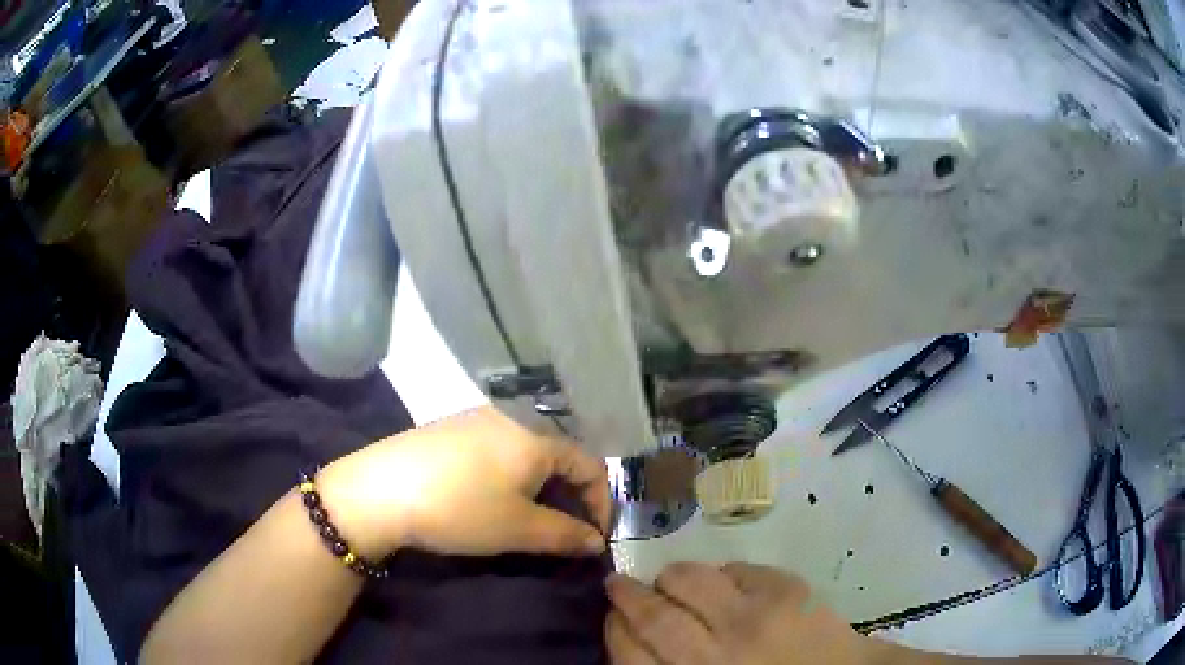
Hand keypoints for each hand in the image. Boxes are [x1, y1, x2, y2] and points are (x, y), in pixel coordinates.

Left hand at [317, 406, 611, 558]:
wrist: (380, 490)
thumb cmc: (460, 509)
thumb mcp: (519, 529)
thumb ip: (566, 535)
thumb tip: (595, 541)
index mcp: (536, 438)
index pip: (591, 466)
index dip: (600, 504)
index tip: (592, 538)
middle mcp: (512, 418)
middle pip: (559, 456)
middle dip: (569, 496)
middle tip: (561, 531)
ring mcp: (477, 418)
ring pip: (526, 452)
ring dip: (539, 486)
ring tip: (527, 517)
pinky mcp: (451, 427)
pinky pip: (497, 449)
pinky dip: (508, 474)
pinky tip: (488, 497)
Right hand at [605, 562, 871, 664]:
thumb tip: (636, 640)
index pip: (629, 653)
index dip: (614, 628)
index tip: (611, 615)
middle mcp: (713, 654)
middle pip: (652, 614)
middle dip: (628, 595)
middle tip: (619, 585)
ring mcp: (751, 618)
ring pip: (689, 579)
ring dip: (672, 577)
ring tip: (673, 581)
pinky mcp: (785, 590)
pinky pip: (736, 569)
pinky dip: (724, 575)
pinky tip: (729, 587)